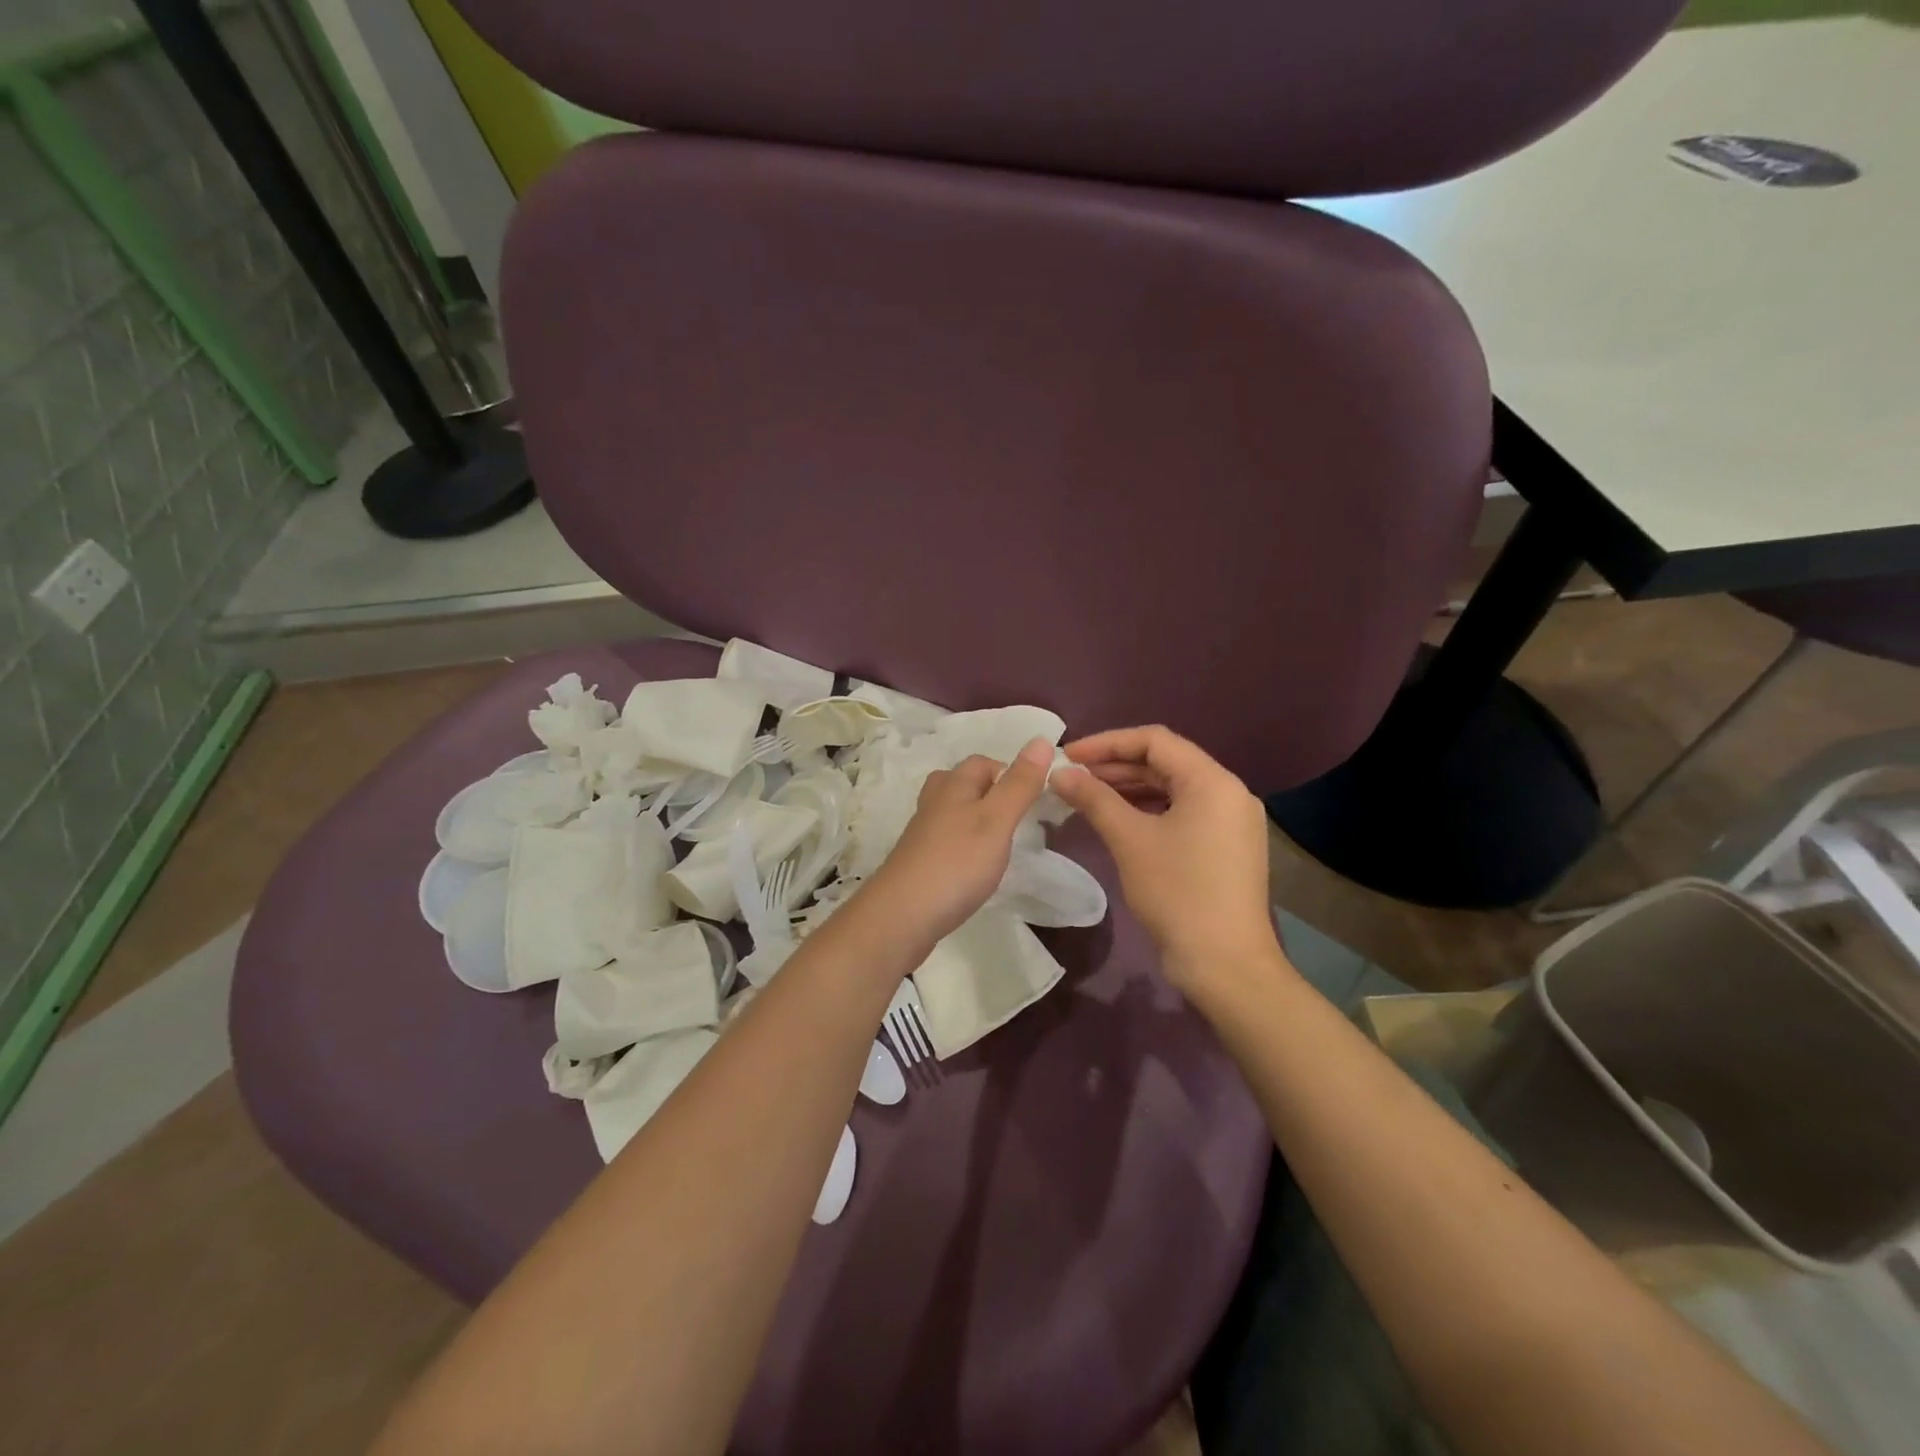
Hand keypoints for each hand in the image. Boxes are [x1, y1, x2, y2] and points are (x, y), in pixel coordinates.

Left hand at [858, 738, 1053, 947]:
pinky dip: (962, 844)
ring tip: (998, 840)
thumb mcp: (997, 820)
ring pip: (950, 811)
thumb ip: (1020, 784)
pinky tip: (974, 866)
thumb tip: (1041, 739)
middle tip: (1015, 818)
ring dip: (974, 818)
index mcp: (953, 786)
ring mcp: (922, 833)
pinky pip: (944, 840)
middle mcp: (934, 803)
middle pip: (961, 783)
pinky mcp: (918, 862)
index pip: (982, 762)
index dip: (1008, 771)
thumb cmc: (957, 863)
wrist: (902, 915)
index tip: (1032, 798)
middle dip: (989, 792)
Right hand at [1051, 726, 1279, 991]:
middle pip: (1166, 763)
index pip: (1155, 741)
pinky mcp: (1227, 847)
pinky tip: (1118, 821)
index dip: (1107, 742)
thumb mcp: (1129, 840)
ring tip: (1087, 796)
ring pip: (1173, 789)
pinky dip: (1149, 811)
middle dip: (1115, 766)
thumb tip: (1060, 773)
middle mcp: (1229, 792)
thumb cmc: (1177, 893)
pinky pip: (1183, 813)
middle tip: (1072, 777)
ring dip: (1130, 789)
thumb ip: (1093, 798)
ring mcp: (1232, 822)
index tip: (1068, 756)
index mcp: (1212, 781)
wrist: (1225, 964)